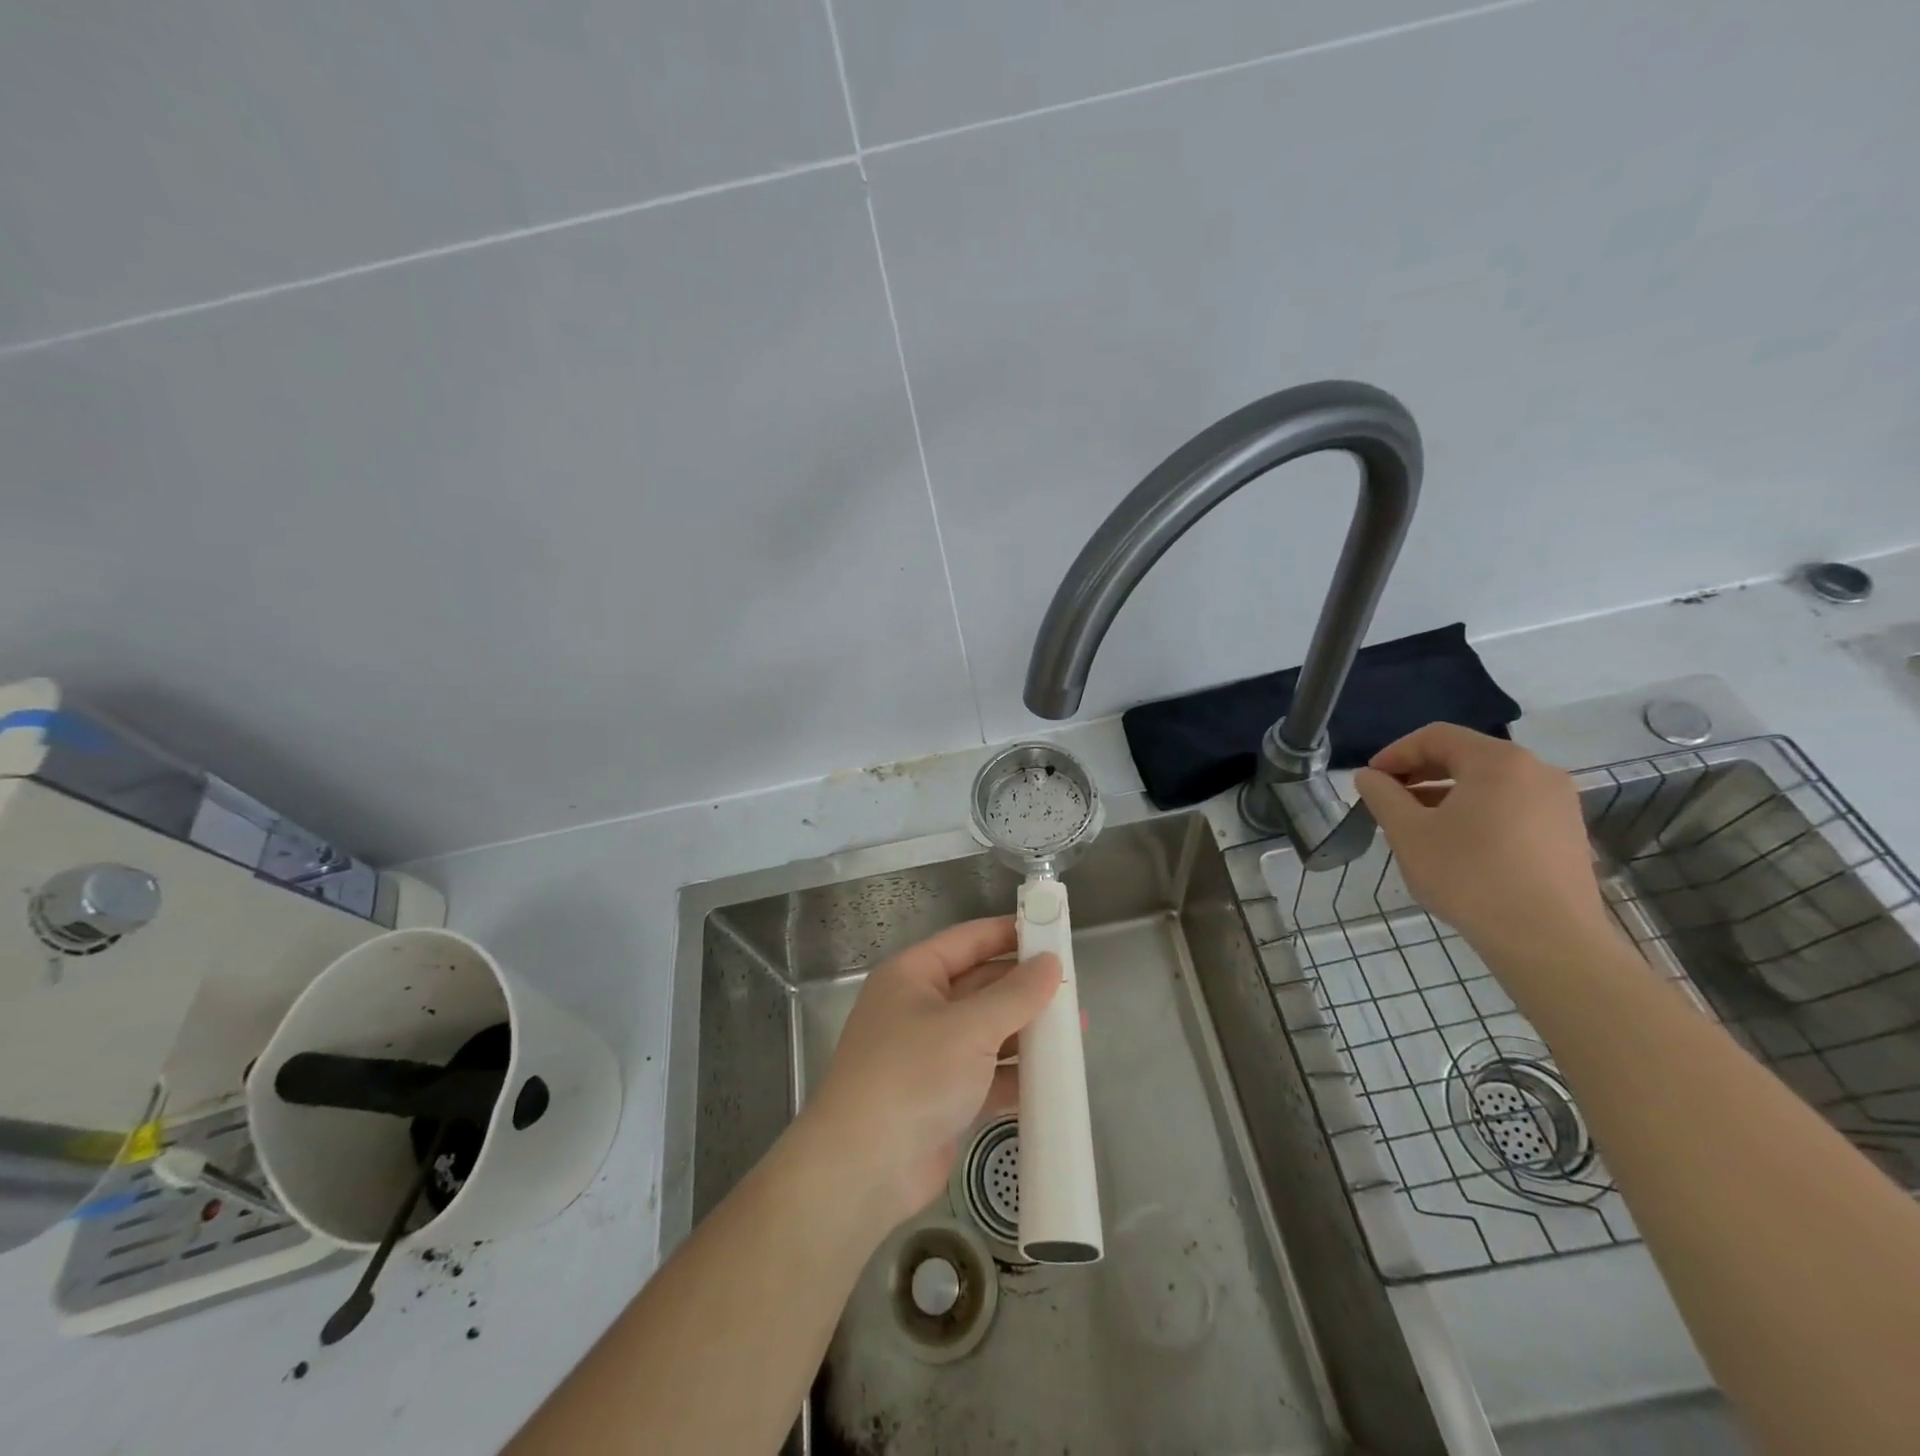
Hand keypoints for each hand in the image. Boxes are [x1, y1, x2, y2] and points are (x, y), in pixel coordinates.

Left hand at [800, 917, 1059, 1229]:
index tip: (1053, 930)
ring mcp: (930, 1055)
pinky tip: (1055, 1077)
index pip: (968, 940)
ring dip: (1026, 1032)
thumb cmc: (912, 1076)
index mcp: (912, 975)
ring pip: (987, 1031)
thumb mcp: (969, 1028)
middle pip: (980, 985)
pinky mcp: (942, 1097)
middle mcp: (919, 1008)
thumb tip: (1051, 962)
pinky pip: (987, 1074)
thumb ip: (1015, 995)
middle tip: (1073, 987)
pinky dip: (1016, 1074)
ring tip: (1076, 1031)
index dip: (1010, 933)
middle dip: (1024, 988)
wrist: (863, 1169)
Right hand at [1353, 724, 1612, 962]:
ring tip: (1417, 826)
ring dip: (1446, 796)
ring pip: (1490, 785)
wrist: (1548, 940)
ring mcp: (1559, 804)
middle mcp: (1537, 772)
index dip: (1396, 753)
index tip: (1370, 779)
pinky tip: (1456, 847)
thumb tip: (1369, 776)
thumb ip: (1383, 796)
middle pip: (1466, 757)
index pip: (1436, 737)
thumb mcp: (1408, 833)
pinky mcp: (1568, 834)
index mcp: (1498, 761)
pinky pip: (1512, 808)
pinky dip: (1477, 814)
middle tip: (1389, 800)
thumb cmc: (1469, 876)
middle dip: (1420, 774)